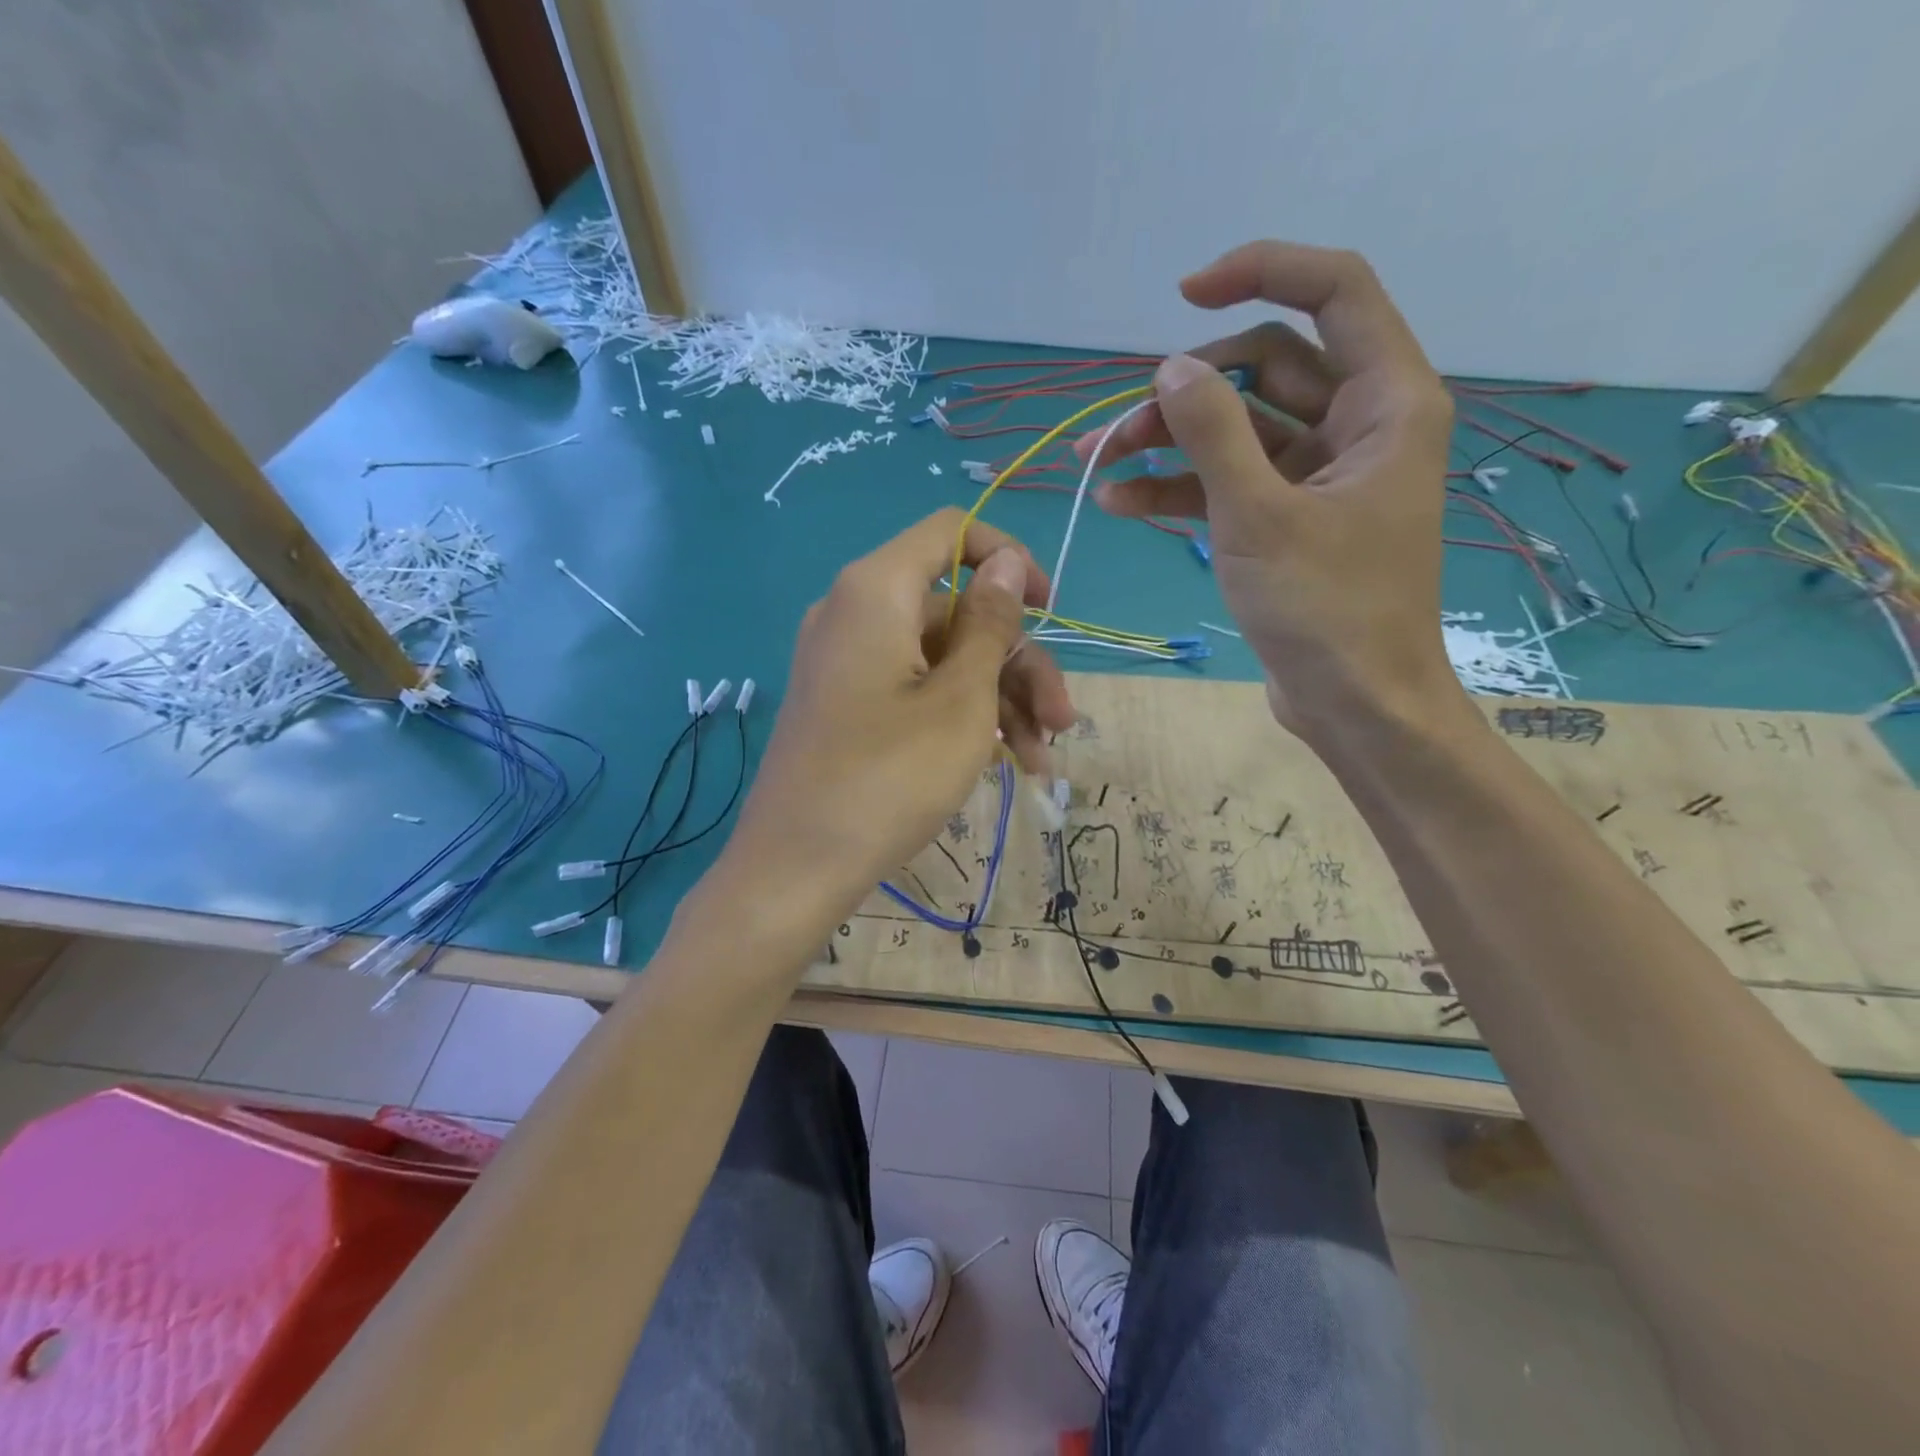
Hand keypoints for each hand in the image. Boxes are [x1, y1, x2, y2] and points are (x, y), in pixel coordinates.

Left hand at [711, 509, 1077, 940]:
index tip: (1048, 610)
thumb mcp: (960, 701)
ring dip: (1001, 700)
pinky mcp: (847, 705)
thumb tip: (1003, 562)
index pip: (951, 533)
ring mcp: (848, 663)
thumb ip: (988, 624)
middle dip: (1019, 664)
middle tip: (1063, 724)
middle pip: (958, 611)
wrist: (796, 868)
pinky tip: (1004, 762)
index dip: (1008, 559)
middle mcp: (856, 614)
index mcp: (876, 591)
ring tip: (1040, 761)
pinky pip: (914, 689)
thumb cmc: (888, 778)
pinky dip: (960, 717)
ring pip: (943, 658)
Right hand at [1079, 242, 1459, 744]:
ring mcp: (1321, 475)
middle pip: (1265, 371)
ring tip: (1097, 466)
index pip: (1333, 292)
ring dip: (1168, 444)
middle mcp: (1360, 425)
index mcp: (1387, 402)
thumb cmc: (1325, 609)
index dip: (1260, 274)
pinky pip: (1232, 482)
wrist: (1354, 703)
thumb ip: (1213, 433)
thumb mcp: (1259, 516)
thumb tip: (1169, 368)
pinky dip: (1181, 488)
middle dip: (1183, 394)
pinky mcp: (1290, 518)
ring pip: (1238, 431)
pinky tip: (1123, 501)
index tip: (1185, 294)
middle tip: (1113, 432)